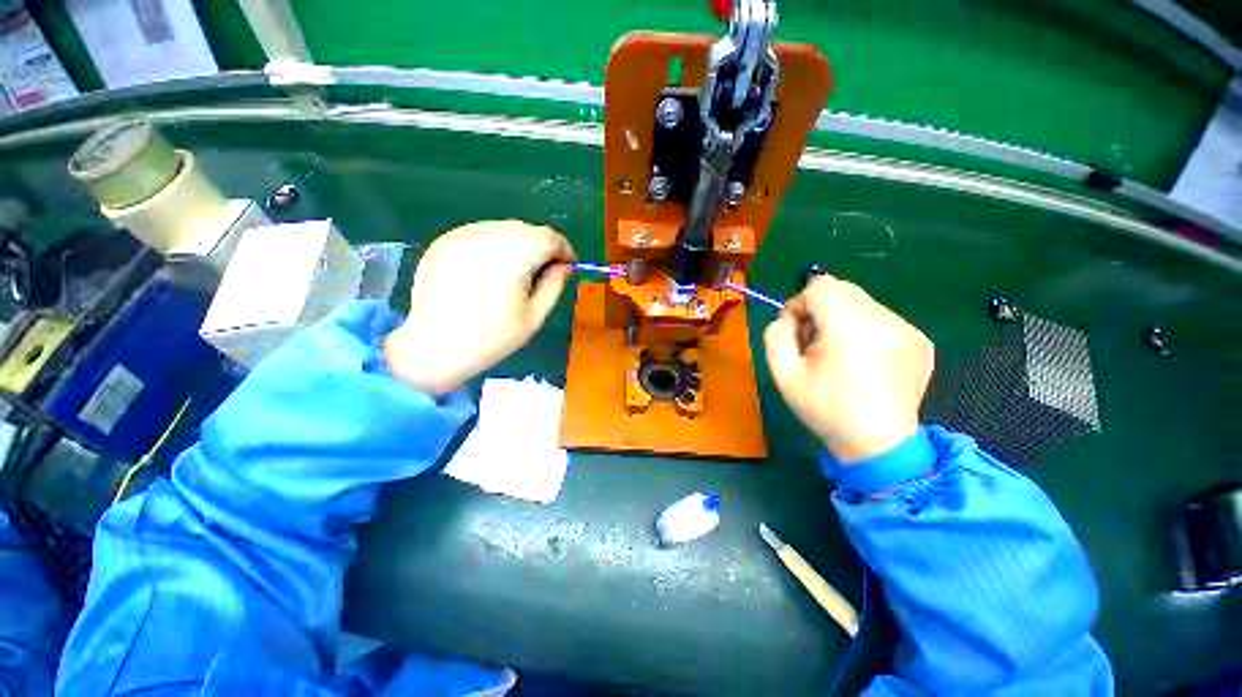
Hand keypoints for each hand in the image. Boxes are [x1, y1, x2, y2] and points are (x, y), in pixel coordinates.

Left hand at [385, 220, 575, 395]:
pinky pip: (479, 234)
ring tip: (517, 271)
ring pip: (502, 228)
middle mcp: (486, 237)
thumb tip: (565, 266)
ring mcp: (460, 236)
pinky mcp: (443, 241)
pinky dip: (494, 245)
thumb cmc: (491, 338)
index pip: (548, 237)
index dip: (564, 248)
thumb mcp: (534, 316)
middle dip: (542, 245)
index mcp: (511, 256)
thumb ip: (554, 285)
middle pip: (526, 229)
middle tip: (545, 269)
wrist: (434, 347)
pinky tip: (490, 269)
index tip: (568, 264)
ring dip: (518, 243)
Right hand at [764, 275, 933, 462]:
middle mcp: (885, 321)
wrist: (879, 444)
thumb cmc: (825, 409)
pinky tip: (864, 361)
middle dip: (820, 309)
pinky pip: (882, 319)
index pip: (821, 286)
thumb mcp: (783, 375)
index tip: (797, 330)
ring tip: (841, 355)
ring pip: (862, 303)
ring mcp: (908, 330)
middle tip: (815, 343)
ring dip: (842, 319)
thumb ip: (776, 336)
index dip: (801, 303)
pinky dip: (865, 330)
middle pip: (842, 289)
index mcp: (849, 329)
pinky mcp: (921, 340)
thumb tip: (788, 318)